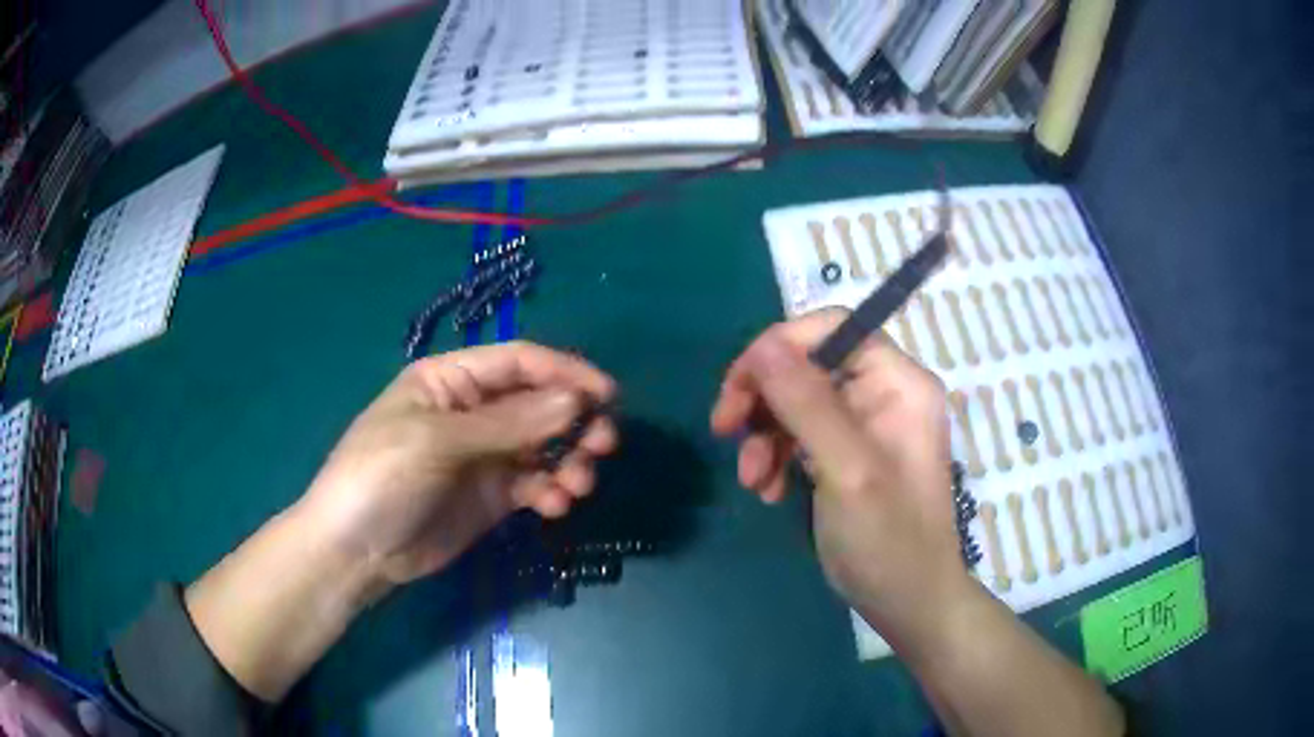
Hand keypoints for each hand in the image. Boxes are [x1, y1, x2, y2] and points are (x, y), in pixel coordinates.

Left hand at [300, 342, 616, 587]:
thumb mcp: (437, 442)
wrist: (355, 552)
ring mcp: (484, 456)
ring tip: (580, 484)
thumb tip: (575, 402)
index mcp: (450, 380)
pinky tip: (555, 506)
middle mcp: (472, 411)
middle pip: (538, 404)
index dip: (565, 372)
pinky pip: (534, 484)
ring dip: (570, 460)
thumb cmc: (381, 478)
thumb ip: (508, 424)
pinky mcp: (492, 497)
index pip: (518, 363)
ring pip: (543, 446)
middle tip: (604, 443)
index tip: (607, 395)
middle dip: (574, 420)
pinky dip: (551, 491)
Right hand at [711, 309, 967, 635]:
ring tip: (752, 481)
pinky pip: (801, 434)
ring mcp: (866, 425)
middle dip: (764, 400)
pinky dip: (776, 457)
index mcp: (899, 382)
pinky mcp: (849, 454)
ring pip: (797, 401)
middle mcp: (884, 393)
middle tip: (725, 431)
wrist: (907, 603)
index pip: (832, 328)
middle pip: (808, 364)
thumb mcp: (847, 470)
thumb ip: (807, 403)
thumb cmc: (888, 540)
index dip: (779, 347)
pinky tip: (766, 490)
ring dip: (765, 436)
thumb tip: (762, 345)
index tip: (738, 389)